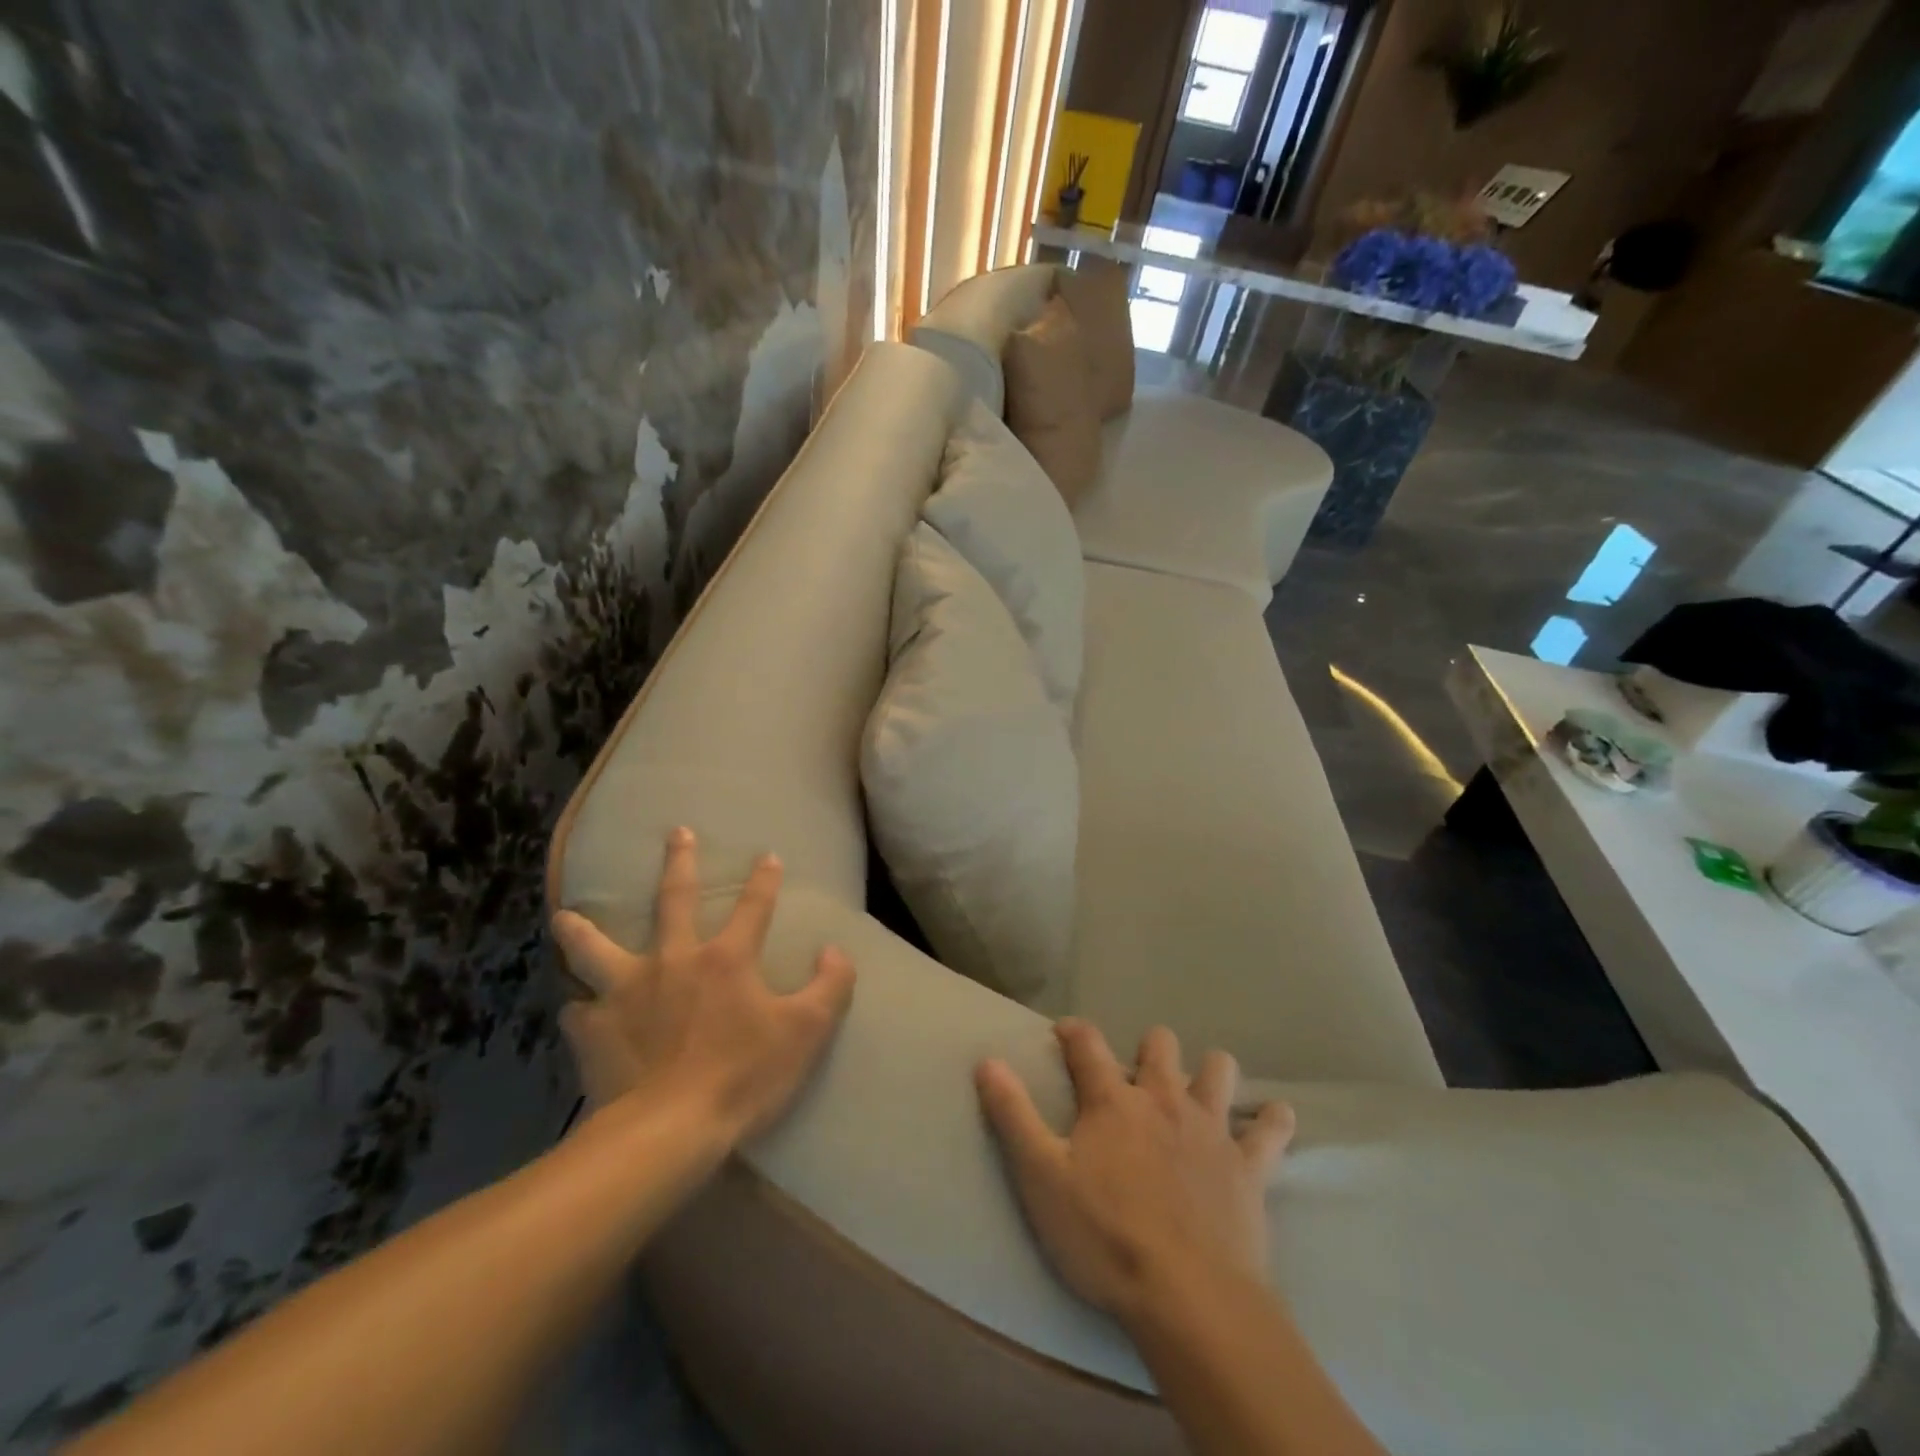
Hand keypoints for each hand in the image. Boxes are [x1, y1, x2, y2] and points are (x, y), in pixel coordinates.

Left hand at [552, 827, 856, 1143]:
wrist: (669, 1132)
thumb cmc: (743, 1076)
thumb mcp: (807, 1032)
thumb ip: (831, 986)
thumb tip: (836, 951)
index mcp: (725, 959)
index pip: (754, 907)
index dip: (764, 880)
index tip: (768, 855)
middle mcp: (673, 961)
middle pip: (675, 899)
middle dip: (679, 862)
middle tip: (676, 833)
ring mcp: (626, 992)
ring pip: (595, 949)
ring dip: (581, 931)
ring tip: (564, 917)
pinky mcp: (595, 1031)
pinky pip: (578, 1013)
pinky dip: (578, 1009)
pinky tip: (575, 1011)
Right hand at [976, 1020, 1294, 1325]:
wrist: (1189, 1299)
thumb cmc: (1105, 1238)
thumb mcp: (1041, 1178)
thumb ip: (1012, 1115)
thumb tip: (987, 1060)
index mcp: (1113, 1101)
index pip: (1087, 1043)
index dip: (1073, 1031)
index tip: (1064, 1033)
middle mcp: (1164, 1099)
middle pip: (1159, 1045)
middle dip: (1148, 1048)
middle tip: (1136, 1074)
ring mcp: (1211, 1129)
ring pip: (1217, 1071)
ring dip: (1209, 1072)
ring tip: (1199, 1091)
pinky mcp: (1248, 1166)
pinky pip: (1272, 1130)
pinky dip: (1272, 1121)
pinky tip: (1273, 1119)